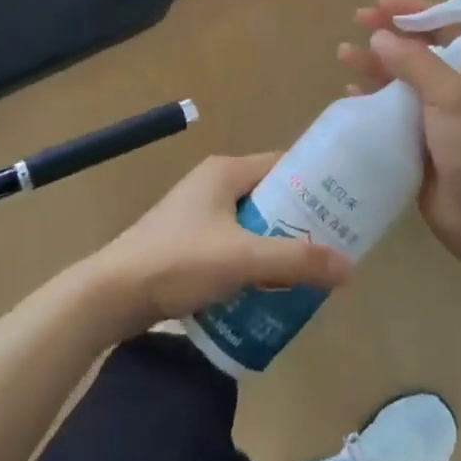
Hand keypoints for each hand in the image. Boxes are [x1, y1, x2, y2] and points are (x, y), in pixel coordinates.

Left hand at [92, 152, 354, 330]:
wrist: (111, 295)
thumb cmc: (178, 261)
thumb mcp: (243, 259)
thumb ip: (296, 260)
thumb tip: (349, 267)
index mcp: (225, 171)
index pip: (282, 165)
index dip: (314, 184)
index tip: (344, 206)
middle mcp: (212, 183)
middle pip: (269, 196)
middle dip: (299, 221)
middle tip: (331, 246)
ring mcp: (197, 213)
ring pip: (251, 223)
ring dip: (276, 245)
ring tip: (307, 271)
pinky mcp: (187, 241)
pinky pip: (232, 243)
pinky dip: (252, 260)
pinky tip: (268, 289)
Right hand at [338, 0, 460, 268]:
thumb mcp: (451, 94)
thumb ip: (415, 62)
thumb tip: (380, 35)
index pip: (445, 25)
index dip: (413, 10)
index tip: (380, 5)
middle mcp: (457, 86)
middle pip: (418, 49)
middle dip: (388, 34)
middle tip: (356, 22)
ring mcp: (438, 116)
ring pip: (401, 80)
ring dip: (375, 65)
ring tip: (343, 55)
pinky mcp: (420, 143)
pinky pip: (391, 112)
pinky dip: (371, 100)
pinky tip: (350, 95)